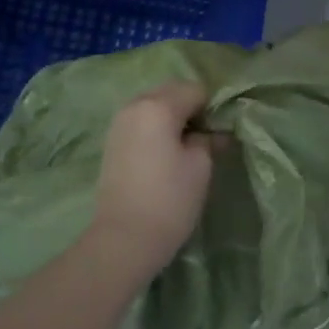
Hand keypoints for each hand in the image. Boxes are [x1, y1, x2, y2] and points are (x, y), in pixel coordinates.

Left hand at [89, 81, 220, 281]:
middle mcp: (135, 105)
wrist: (123, 239)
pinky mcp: (111, 140)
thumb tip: (213, 132)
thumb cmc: (169, 200)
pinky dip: (154, 127)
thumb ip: (208, 140)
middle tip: (203, 138)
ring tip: (183, 147)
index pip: (194, 90)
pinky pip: (140, 120)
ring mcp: (119, 122)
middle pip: (170, 91)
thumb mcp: (200, 168)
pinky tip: (163, 154)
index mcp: (159, 106)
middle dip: (189, 107)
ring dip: (171, 116)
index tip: (217, 133)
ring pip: (153, 104)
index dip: (211, 108)